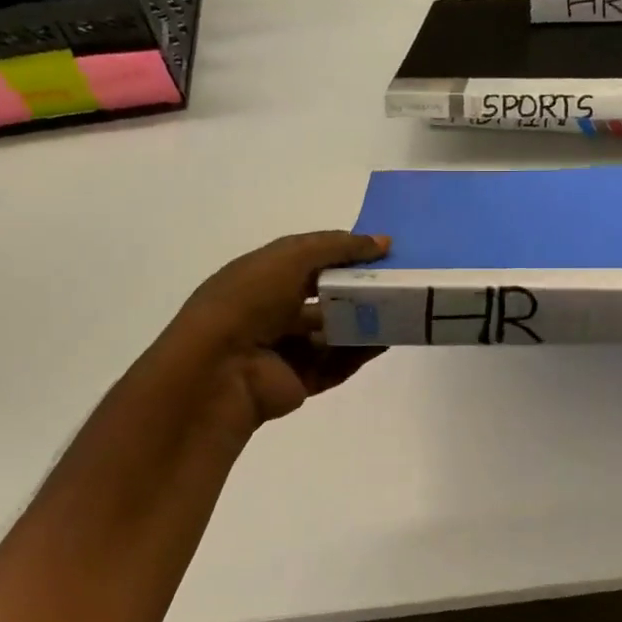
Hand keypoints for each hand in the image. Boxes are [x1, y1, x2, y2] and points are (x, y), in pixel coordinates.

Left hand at [140, 230, 391, 439]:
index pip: (308, 260)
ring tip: (400, 310)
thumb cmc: (249, 301)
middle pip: (324, 297)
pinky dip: (361, 352)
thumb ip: (337, 246)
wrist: (220, 369)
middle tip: (397, 281)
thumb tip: (383, 241)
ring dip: (364, 321)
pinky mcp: (300, 380)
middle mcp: (271, 311)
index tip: (382, 250)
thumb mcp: (291, 257)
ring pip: (333, 332)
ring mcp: (285, 349)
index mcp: (260, 277)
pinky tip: (387, 340)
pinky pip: (336, 363)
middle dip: (357, 289)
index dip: (342, 253)